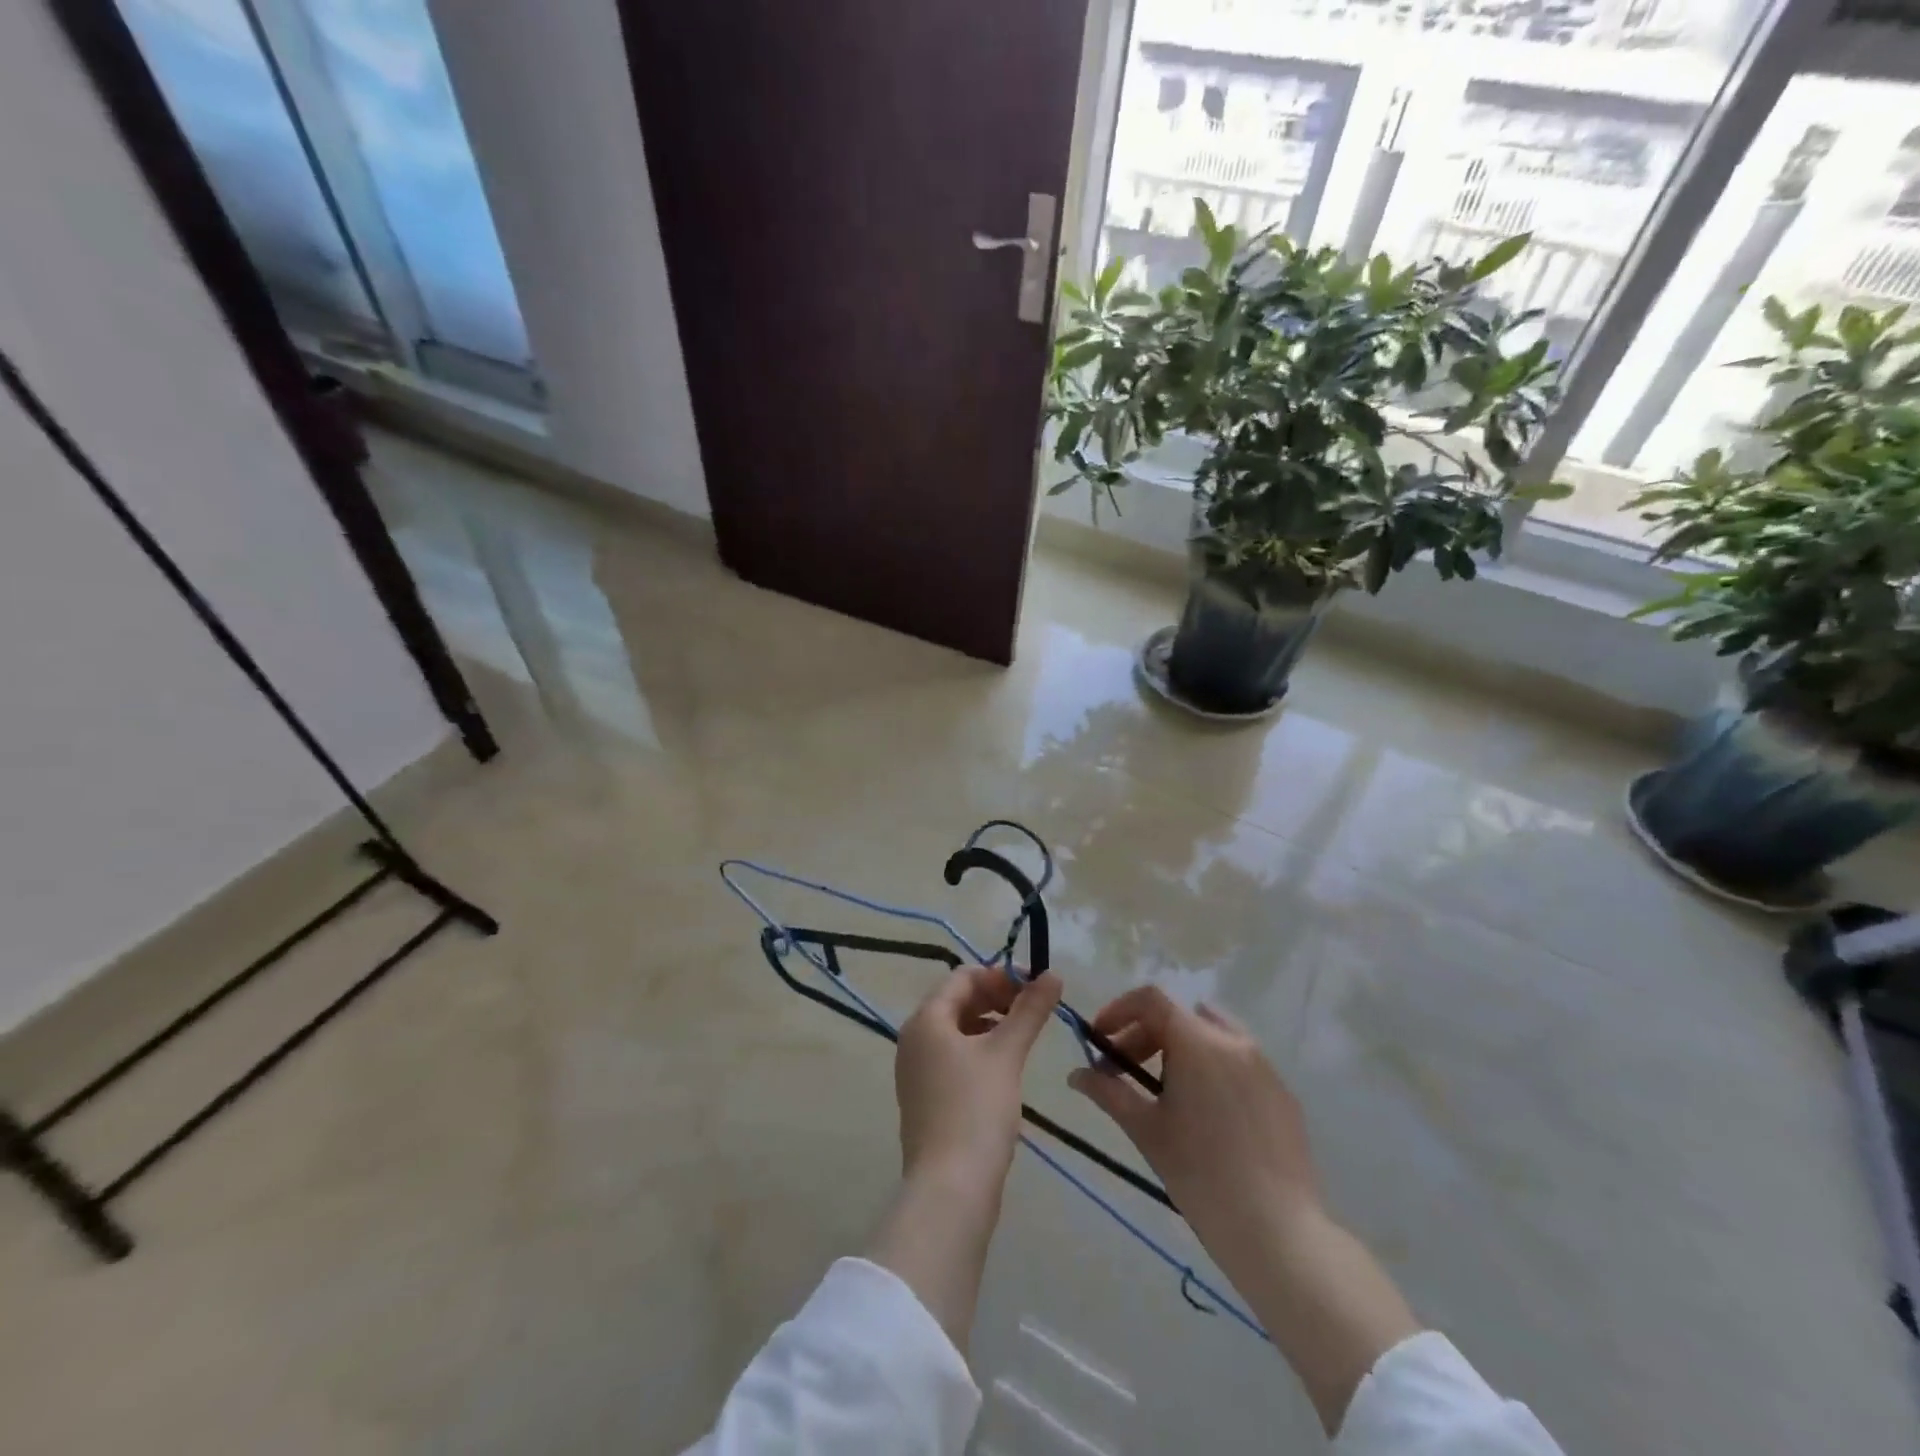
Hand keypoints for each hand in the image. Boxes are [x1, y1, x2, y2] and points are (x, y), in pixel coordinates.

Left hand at [871, 967, 1061, 1350]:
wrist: (950, 1190)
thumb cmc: (976, 1110)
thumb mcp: (1007, 1053)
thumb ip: (1030, 1010)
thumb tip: (1053, 974)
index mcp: (926, 1020)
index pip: (963, 977)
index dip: (1000, 975)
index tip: (1036, 987)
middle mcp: (913, 1039)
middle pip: (957, 1002)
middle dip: (997, 999)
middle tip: (1034, 1012)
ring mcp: (915, 1071)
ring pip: (956, 1032)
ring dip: (990, 1026)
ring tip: (1024, 1039)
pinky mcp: (924, 1099)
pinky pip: (952, 1059)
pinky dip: (979, 1053)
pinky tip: (1005, 1070)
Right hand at [1067, 985, 1321, 1260]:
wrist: (1278, 1232)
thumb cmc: (1201, 1175)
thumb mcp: (1146, 1130)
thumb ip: (1108, 1093)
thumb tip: (1075, 1075)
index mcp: (1198, 1042)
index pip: (1151, 999)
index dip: (1118, 1010)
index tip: (1100, 1039)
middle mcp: (1234, 1041)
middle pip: (1178, 1017)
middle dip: (1142, 1036)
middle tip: (1120, 1071)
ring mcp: (1264, 1066)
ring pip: (1211, 1035)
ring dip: (1178, 1048)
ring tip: (1162, 1089)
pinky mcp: (1282, 1093)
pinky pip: (1238, 1062)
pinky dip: (1211, 1068)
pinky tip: (1204, 1113)